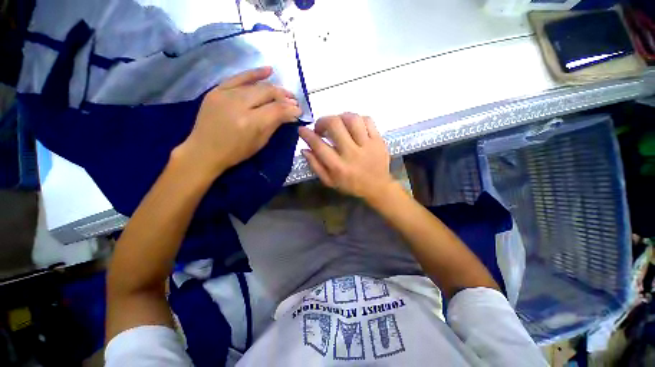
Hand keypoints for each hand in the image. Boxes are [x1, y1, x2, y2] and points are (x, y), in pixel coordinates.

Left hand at [173, 66, 301, 177]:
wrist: (204, 150)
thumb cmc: (235, 152)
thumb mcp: (260, 142)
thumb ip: (275, 125)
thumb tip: (290, 114)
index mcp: (251, 122)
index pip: (277, 110)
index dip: (291, 109)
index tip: (299, 110)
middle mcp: (239, 105)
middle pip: (268, 93)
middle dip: (284, 96)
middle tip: (294, 101)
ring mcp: (226, 95)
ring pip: (256, 85)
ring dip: (274, 88)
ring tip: (284, 92)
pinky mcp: (217, 90)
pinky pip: (238, 77)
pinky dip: (254, 73)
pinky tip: (268, 70)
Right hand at [299, 113, 394, 200]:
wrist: (378, 187)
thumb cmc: (351, 185)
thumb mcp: (330, 182)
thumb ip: (316, 166)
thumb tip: (305, 149)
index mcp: (339, 167)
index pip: (319, 146)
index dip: (307, 135)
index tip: (302, 130)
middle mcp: (352, 154)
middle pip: (335, 125)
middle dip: (323, 121)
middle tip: (321, 128)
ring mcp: (367, 145)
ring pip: (352, 119)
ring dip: (340, 117)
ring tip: (337, 124)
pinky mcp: (378, 140)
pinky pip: (368, 120)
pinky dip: (357, 119)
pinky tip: (352, 125)